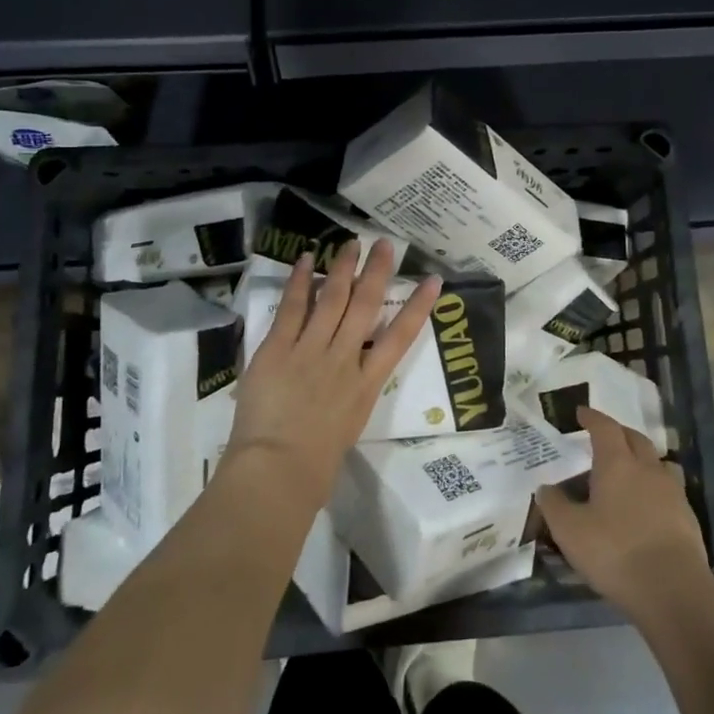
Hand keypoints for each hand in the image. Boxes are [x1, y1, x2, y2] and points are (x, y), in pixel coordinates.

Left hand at [226, 240, 440, 512]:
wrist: (280, 470)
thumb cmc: (317, 463)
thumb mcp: (349, 424)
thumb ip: (351, 393)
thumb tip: (349, 374)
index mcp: (367, 383)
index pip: (400, 337)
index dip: (418, 306)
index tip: (433, 280)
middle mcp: (345, 359)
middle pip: (366, 307)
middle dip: (377, 272)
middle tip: (385, 244)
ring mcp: (312, 351)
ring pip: (333, 299)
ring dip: (343, 268)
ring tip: (351, 243)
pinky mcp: (279, 350)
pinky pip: (292, 308)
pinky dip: (300, 282)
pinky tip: (307, 259)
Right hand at [538, 407, 710, 617]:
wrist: (673, 590)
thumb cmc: (615, 552)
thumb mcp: (570, 531)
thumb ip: (554, 505)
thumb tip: (546, 488)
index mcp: (617, 463)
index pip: (605, 428)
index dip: (592, 418)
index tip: (581, 413)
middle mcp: (647, 468)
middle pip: (634, 438)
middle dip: (618, 433)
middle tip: (603, 437)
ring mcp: (672, 492)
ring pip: (656, 462)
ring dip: (640, 459)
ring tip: (627, 471)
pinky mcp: (687, 517)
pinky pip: (668, 489)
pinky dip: (653, 487)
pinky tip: (645, 507)